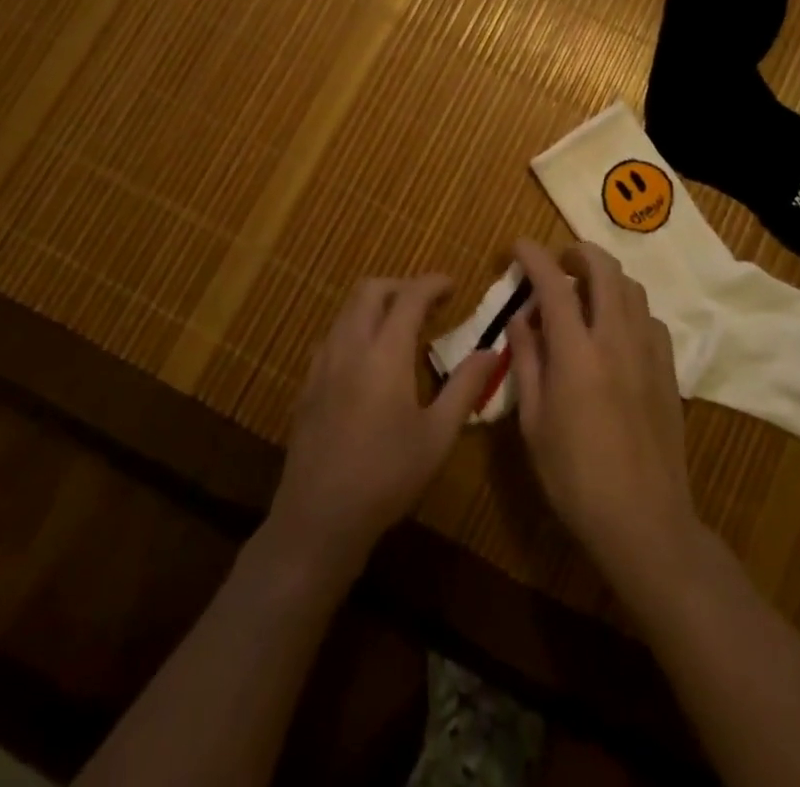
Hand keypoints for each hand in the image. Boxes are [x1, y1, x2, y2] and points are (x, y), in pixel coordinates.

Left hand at [265, 275, 499, 585]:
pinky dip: (355, 328)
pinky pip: (332, 335)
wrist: (319, 516)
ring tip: (401, 327)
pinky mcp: (308, 383)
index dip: (433, 283)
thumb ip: (465, 387)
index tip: (453, 285)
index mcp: (385, 353)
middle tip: (428, 303)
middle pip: (370, 290)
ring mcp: (323, 363)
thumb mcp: (438, 436)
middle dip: (401, 285)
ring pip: (347, 309)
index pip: (410, 297)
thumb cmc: (387, 476)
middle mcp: (350, 346)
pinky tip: (369, 358)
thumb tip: (492, 351)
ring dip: (376, 304)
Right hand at [507, 239, 701, 588]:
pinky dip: (628, 308)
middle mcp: (616, 339)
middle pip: (604, 269)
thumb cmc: (575, 477)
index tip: (518, 246)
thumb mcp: (533, 422)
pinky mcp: (669, 370)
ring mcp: (649, 352)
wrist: (644, 520)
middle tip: (558, 263)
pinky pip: (649, 318)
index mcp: (577, 353)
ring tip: (584, 295)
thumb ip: (527, 361)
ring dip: (605, 278)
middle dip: (578, 253)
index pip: (554, 284)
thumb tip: (520, 318)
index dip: (534, 256)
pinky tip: (614, 332)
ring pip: (631, 289)